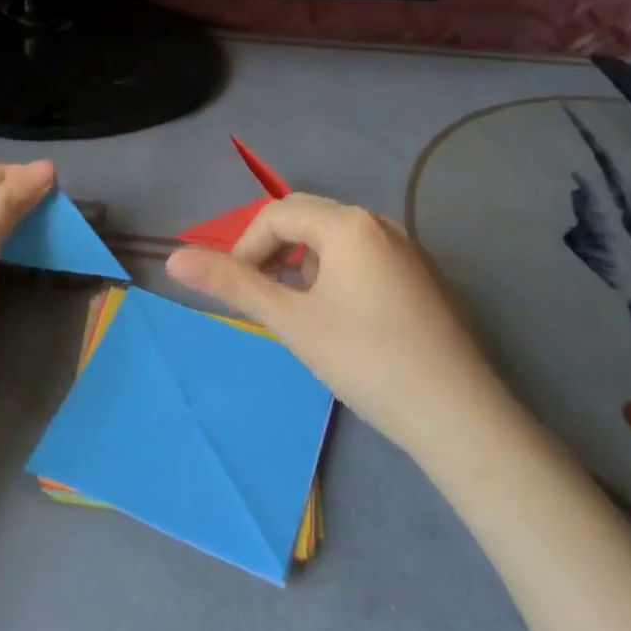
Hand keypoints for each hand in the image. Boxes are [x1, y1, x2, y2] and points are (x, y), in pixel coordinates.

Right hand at [165, 193, 509, 457]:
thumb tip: (172, 259)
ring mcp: (407, 250)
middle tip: (261, 298)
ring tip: (298, 312)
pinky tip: (340, 320)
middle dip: (273, 253)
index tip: (236, 291)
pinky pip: (363, 258)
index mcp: (349, 224)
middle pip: (307, 218)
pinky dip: (335, 275)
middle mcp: (380, 224)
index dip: (244, 247)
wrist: (458, 417)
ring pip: (335, 240)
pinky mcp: (422, 278)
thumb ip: (232, 284)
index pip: (276, 214)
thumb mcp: (291, 320)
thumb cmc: (365, 360)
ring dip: (303, 265)